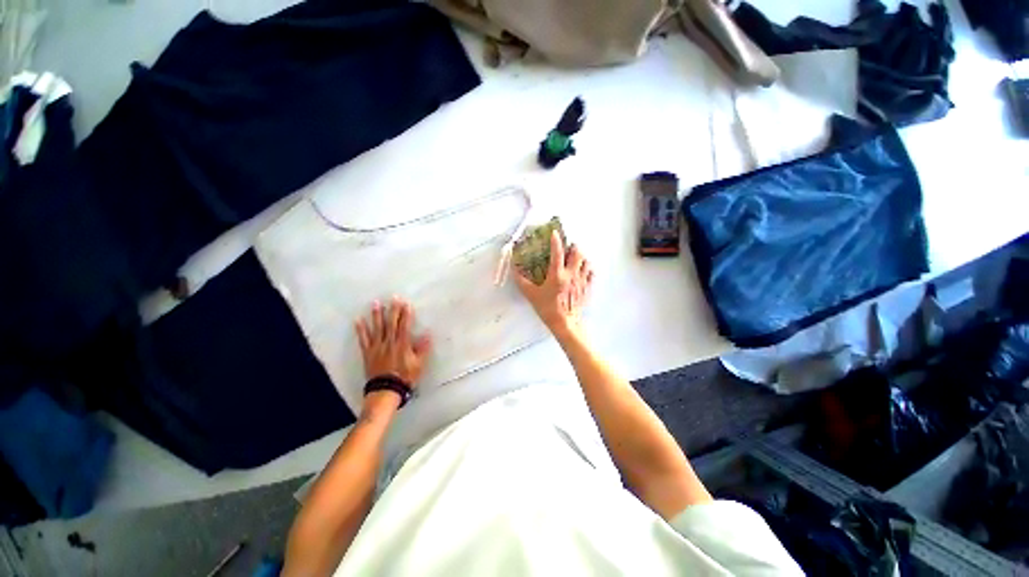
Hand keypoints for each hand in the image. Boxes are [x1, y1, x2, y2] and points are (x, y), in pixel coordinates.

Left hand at [354, 298, 431, 387]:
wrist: (386, 390)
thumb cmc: (405, 376)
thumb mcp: (419, 364)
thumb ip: (422, 348)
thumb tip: (427, 333)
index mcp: (402, 344)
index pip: (404, 325)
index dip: (406, 314)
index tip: (406, 303)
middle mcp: (389, 342)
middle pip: (391, 323)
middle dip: (393, 310)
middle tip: (393, 297)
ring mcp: (377, 347)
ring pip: (377, 328)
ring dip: (376, 315)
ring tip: (375, 303)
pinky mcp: (368, 353)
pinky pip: (363, 339)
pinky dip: (361, 330)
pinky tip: (358, 320)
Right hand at [515, 230, 593, 334]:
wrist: (565, 323)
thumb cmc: (547, 308)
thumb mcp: (531, 295)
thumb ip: (521, 281)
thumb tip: (514, 268)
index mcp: (557, 274)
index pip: (557, 252)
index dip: (556, 240)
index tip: (555, 232)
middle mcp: (571, 274)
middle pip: (577, 253)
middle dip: (573, 247)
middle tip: (567, 247)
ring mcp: (581, 281)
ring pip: (586, 261)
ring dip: (581, 257)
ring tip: (575, 258)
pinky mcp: (587, 288)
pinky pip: (591, 273)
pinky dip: (588, 269)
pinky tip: (582, 271)